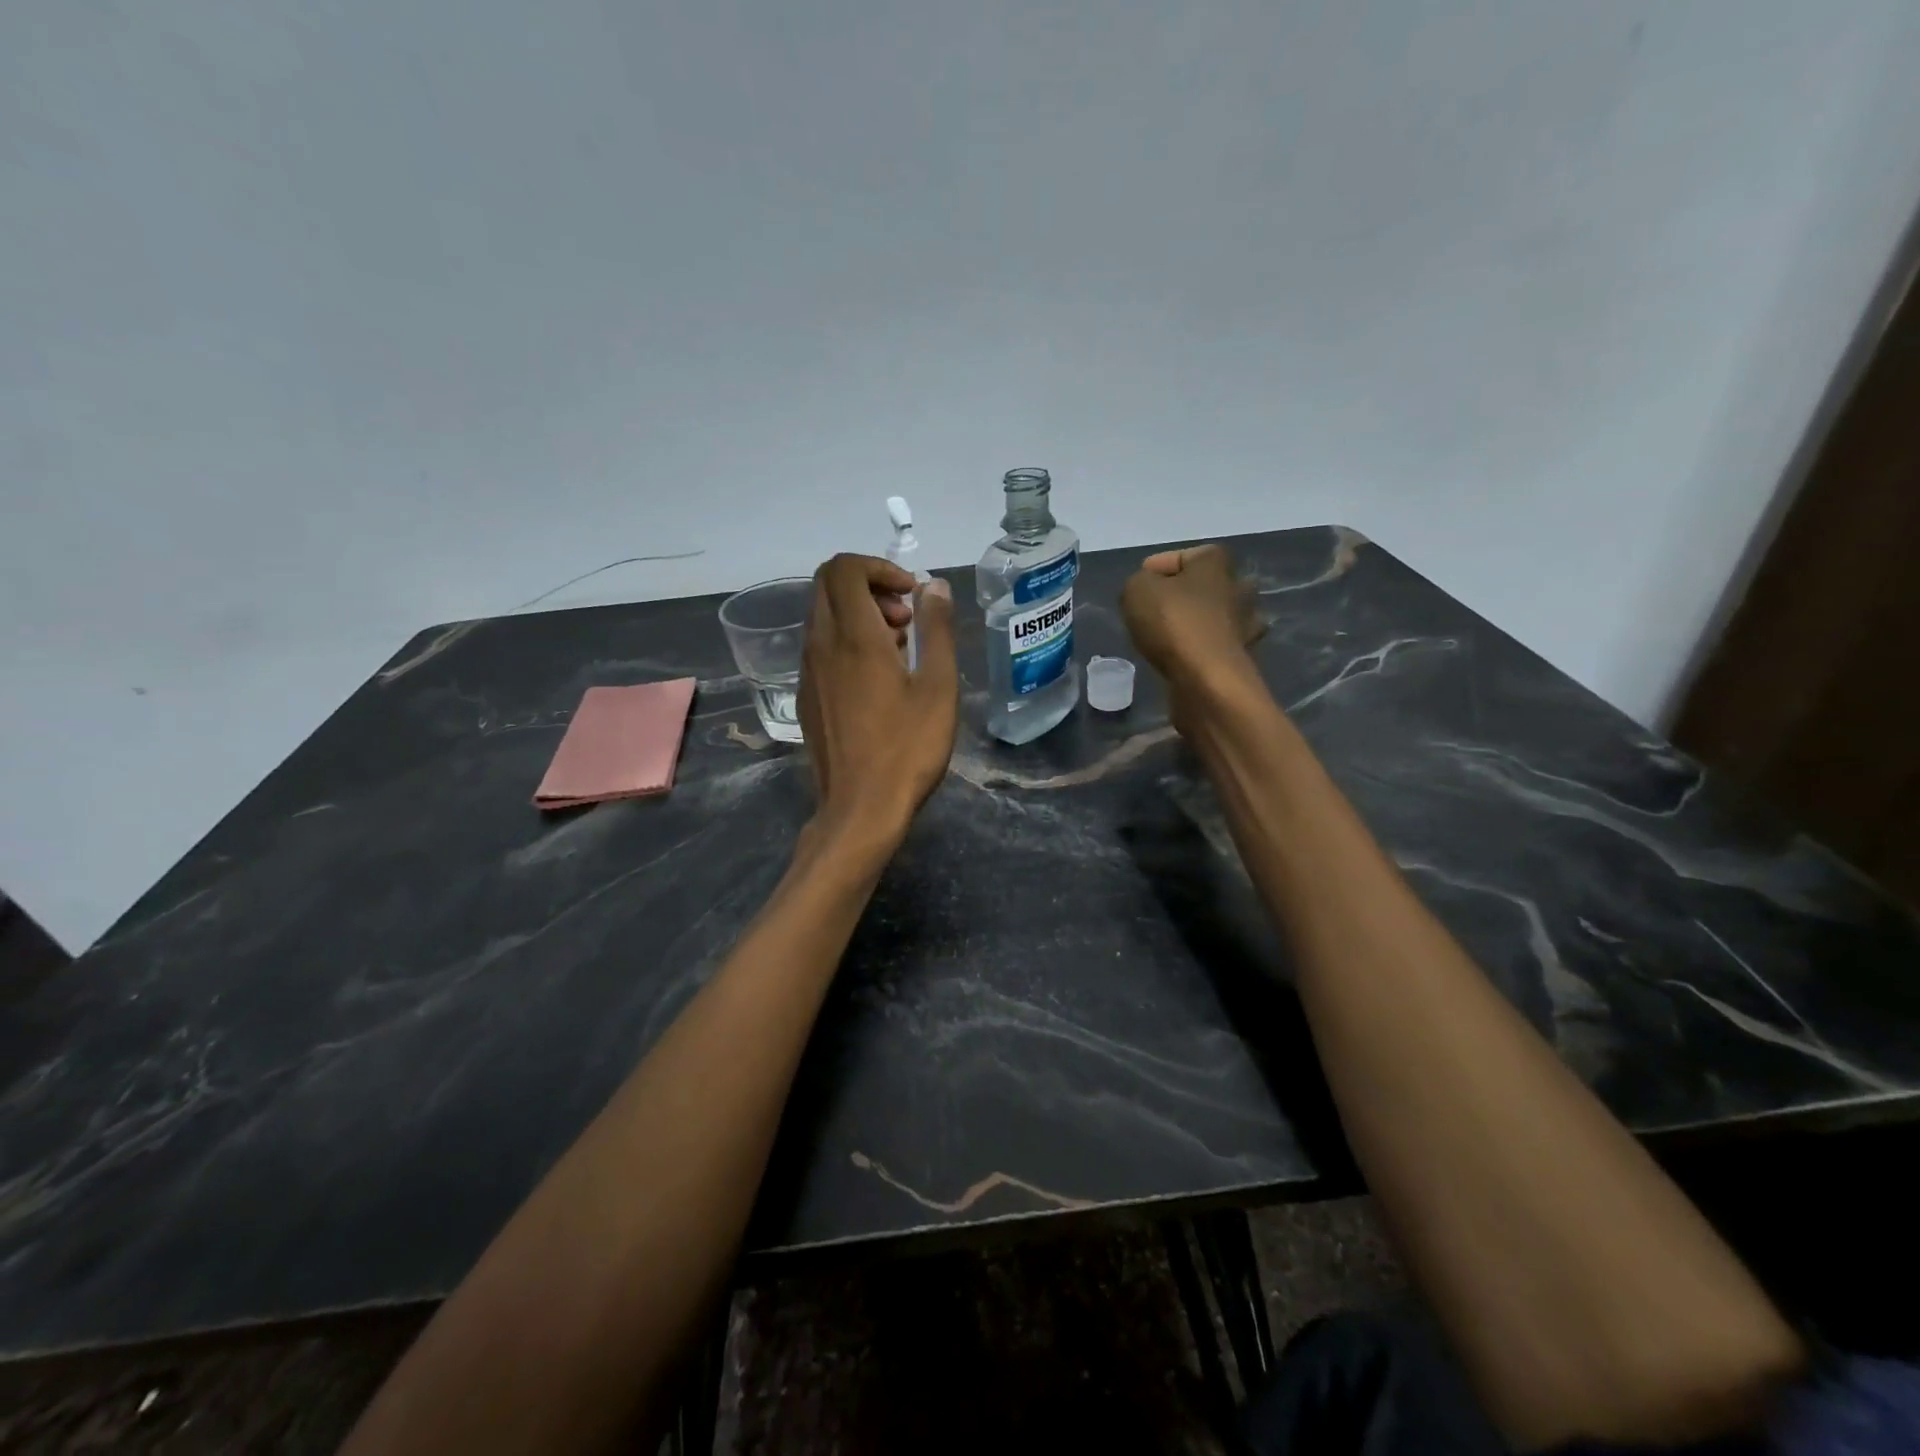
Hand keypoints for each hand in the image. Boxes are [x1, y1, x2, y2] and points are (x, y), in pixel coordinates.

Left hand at [797, 554, 958, 846]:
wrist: (860, 809)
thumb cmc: (908, 749)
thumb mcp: (937, 687)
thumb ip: (936, 630)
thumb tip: (934, 586)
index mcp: (853, 637)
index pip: (844, 568)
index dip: (878, 566)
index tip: (911, 593)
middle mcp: (821, 646)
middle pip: (827, 585)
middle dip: (869, 586)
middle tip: (906, 618)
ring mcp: (807, 673)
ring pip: (822, 617)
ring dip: (859, 615)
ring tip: (899, 649)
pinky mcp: (805, 697)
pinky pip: (820, 647)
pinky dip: (846, 641)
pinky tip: (878, 679)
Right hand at [1120, 544, 1264, 693]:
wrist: (1206, 679)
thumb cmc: (1173, 623)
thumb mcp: (1136, 590)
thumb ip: (1138, 582)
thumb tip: (1148, 591)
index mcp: (1216, 563)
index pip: (1183, 556)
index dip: (1156, 569)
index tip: (1138, 589)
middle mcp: (1238, 588)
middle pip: (1204, 586)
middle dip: (1182, 596)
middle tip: (1154, 612)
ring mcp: (1244, 624)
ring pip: (1214, 617)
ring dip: (1194, 624)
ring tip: (1165, 637)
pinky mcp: (1241, 658)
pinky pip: (1214, 646)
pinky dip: (1199, 650)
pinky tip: (1179, 659)